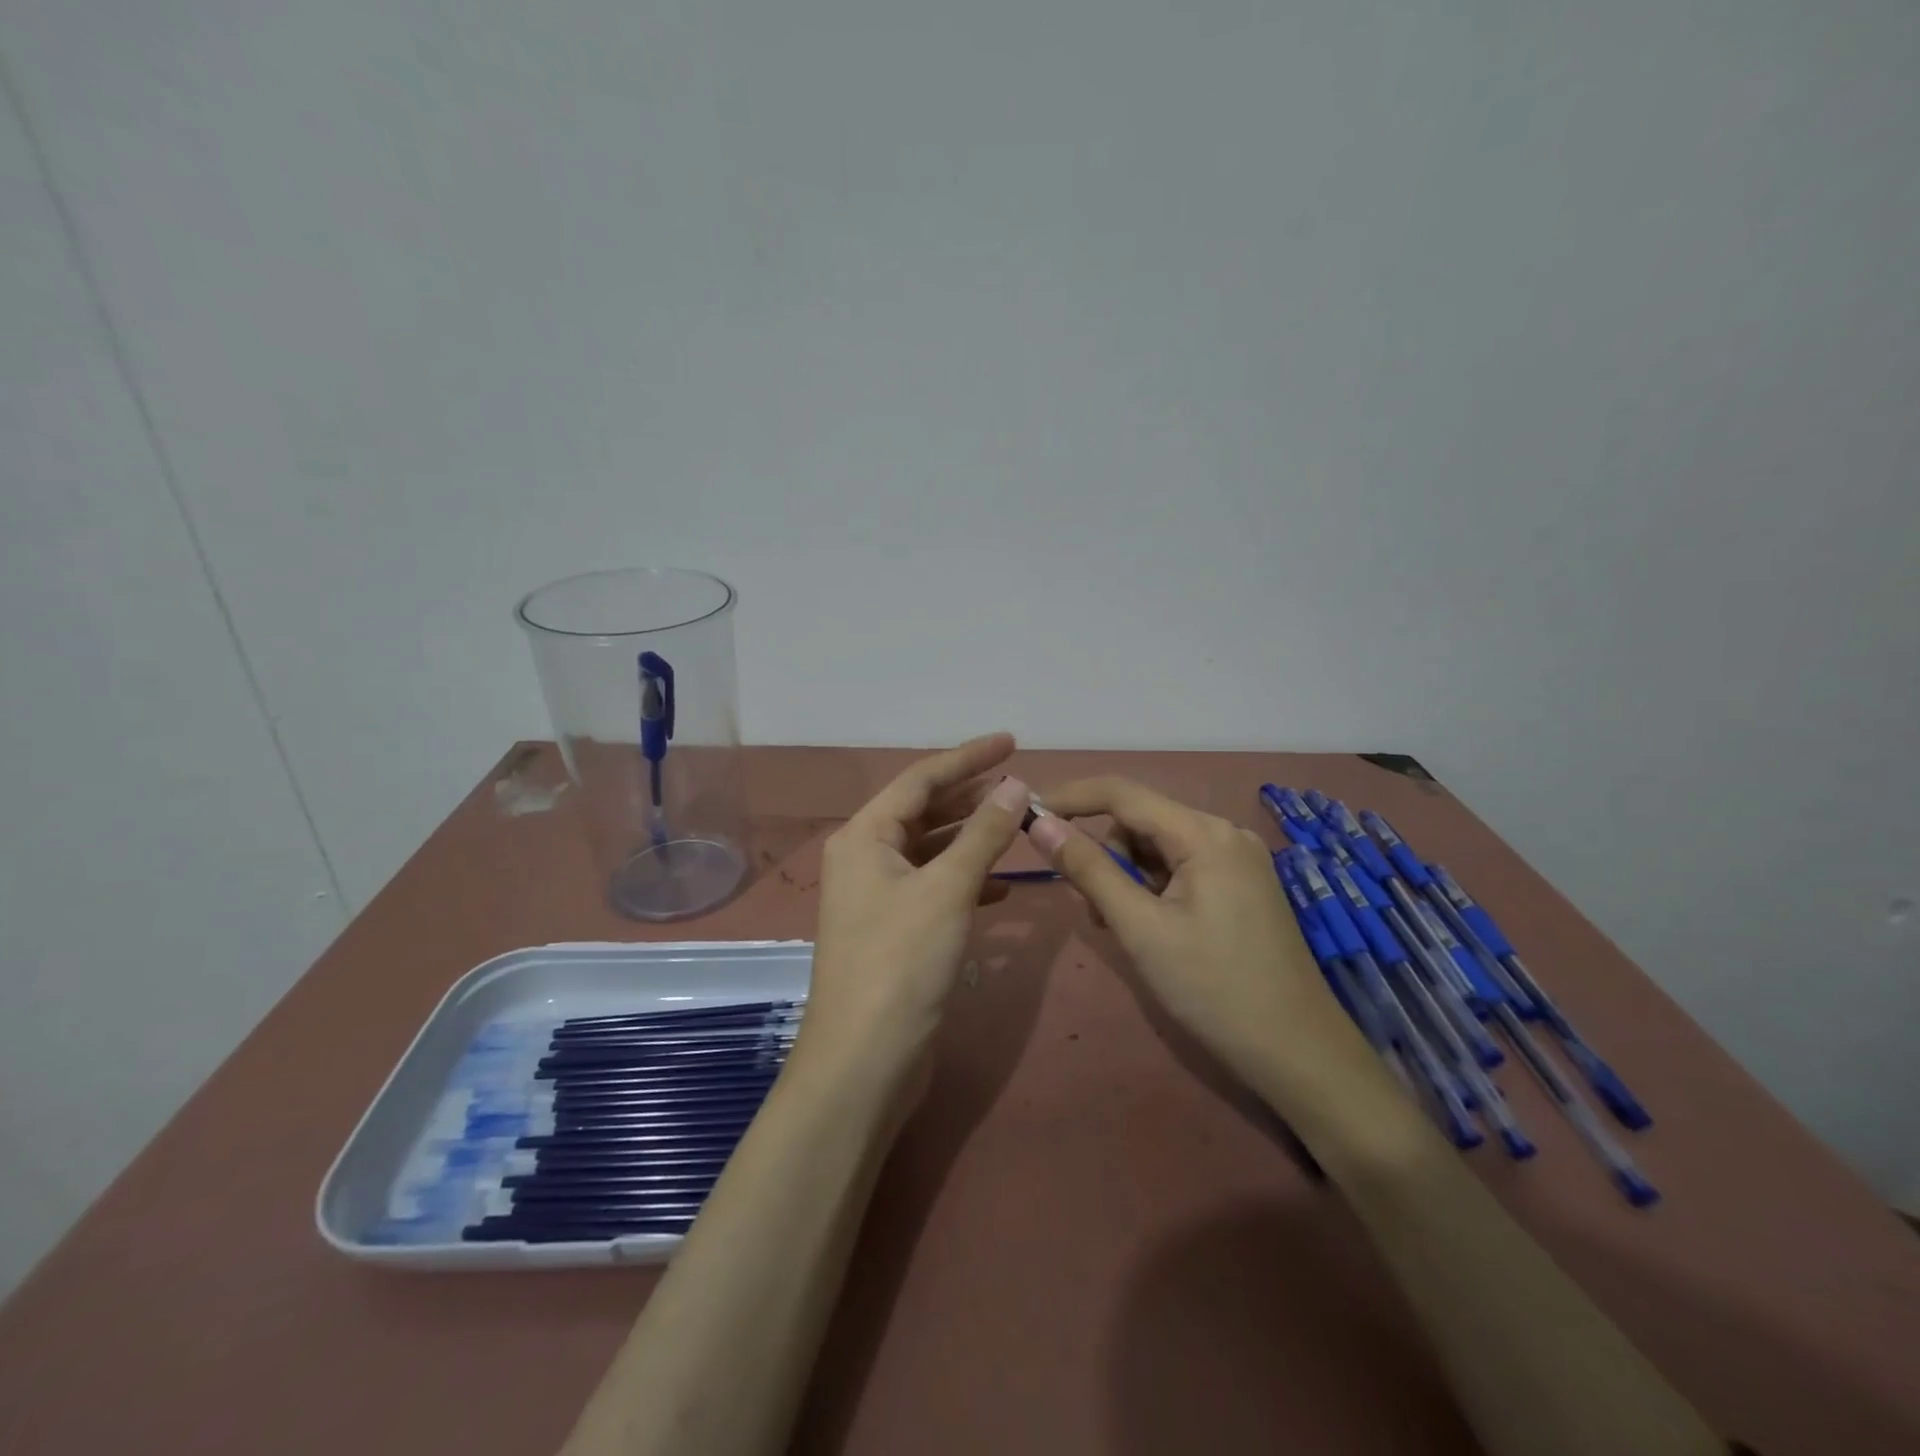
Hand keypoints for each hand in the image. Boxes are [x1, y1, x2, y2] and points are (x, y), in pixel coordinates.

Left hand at [794, 734, 1030, 1097]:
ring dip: (972, 839)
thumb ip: (983, 834)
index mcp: (865, 836)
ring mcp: (878, 897)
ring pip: (931, 851)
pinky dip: (967, 882)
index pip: (921, 779)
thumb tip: (1016, 785)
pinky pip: (935, 888)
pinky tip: (1002, 889)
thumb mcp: (947, 889)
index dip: (967, 758)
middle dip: (970, 796)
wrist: (864, 1061)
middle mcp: (865, 858)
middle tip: (1019, 783)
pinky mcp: (895, 931)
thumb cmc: (901, 962)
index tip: (1012, 742)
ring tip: (1016, 826)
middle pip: (924, 811)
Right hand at [1026, 777, 1377, 1104]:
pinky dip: (1153, 889)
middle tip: (1093, 910)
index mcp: (1204, 833)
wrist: (1298, 1053)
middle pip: (1140, 821)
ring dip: (1127, 877)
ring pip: (1158, 847)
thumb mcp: (1140, 928)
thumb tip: (1040, 823)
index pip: (1121, 793)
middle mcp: (1224, 833)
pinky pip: (1181, 868)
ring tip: (1123, 928)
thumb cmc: (1213, 988)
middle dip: (1106, 855)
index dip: (1070, 798)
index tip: (1028, 815)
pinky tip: (1151, 928)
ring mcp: (1237, 859)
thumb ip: (1088, 870)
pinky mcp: (1241, 885)